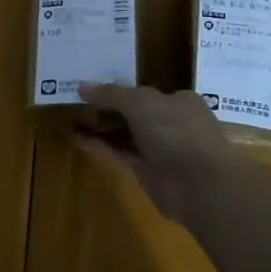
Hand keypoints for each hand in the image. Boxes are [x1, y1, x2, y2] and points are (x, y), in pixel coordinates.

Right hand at [74, 83, 240, 226]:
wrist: (200, 185)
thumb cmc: (176, 131)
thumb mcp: (141, 102)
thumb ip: (111, 94)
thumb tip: (82, 86)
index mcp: (179, 102)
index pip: (146, 93)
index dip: (120, 90)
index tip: (94, 89)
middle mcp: (172, 124)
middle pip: (134, 114)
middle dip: (108, 110)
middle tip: (77, 103)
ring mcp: (160, 151)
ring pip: (125, 136)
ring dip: (100, 129)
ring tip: (71, 119)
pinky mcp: (148, 174)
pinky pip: (119, 155)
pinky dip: (99, 147)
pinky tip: (76, 138)